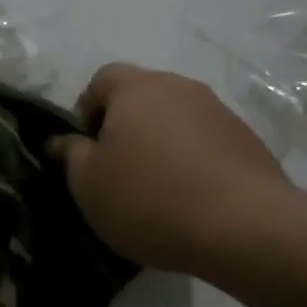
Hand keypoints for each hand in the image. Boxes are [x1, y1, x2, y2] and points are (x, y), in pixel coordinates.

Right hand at [50, 64, 293, 276]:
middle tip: (116, 172)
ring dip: (160, 145)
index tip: (86, 150)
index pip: (102, 79)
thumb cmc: (149, 198)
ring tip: (156, 190)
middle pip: (141, 97)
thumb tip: (59, 140)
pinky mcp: (247, 140)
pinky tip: (191, 200)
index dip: (86, 110)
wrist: (245, 227)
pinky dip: (191, 161)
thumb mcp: (89, 184)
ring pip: (175, 120)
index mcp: (136, 88)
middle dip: (124, 128)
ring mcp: (219, 111)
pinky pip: (205, 142)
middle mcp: (179, 87)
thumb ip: (70, 155)